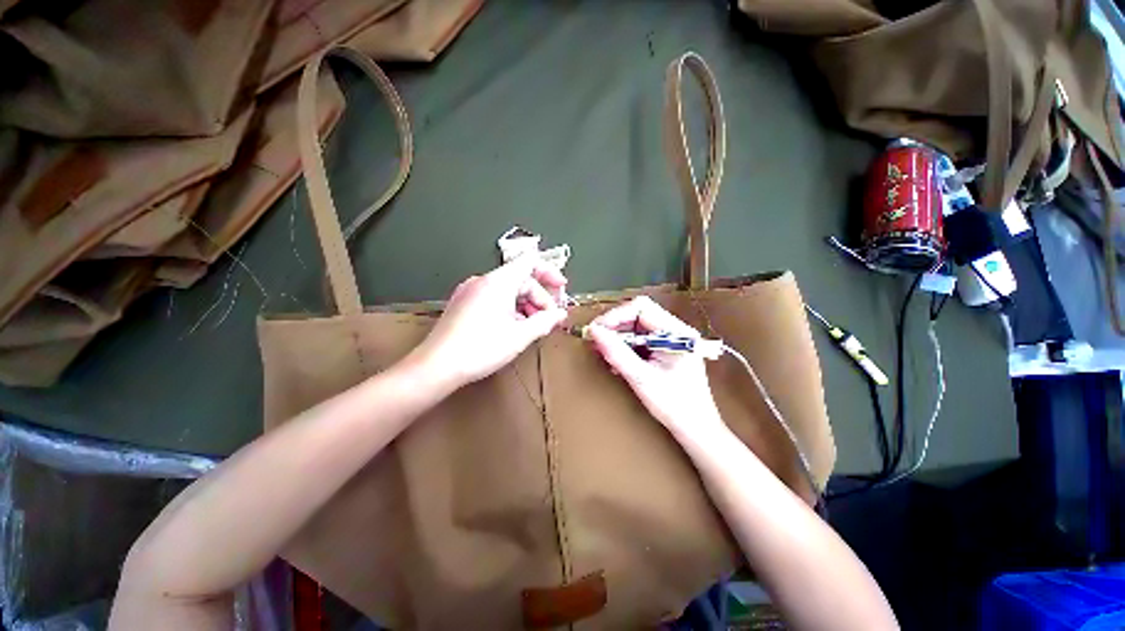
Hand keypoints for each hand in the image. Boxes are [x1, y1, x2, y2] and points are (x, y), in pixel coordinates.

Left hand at [409, 256, 567, 390]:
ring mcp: (470, 291)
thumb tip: (560, 314)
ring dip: (525, 305)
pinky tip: (513, 328)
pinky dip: (510, 308)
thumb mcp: (520, 336)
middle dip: (539, 297)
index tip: (561, 288)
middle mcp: (482, 280)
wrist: (436, 366)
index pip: (529, 261)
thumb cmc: (481, 348)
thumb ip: (545, 321)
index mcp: (498, 281)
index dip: (549, 272)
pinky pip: (494, 297)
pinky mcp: (463, 303)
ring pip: (507, 290)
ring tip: (532, 327)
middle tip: (549, 319)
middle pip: (520, 279)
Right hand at [587, 296, 725, 440]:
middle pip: (638, 314)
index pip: (641, 308)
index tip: (596, 330)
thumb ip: (616, 352)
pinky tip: (615, 358)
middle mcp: (675, 329)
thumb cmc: (674, 405)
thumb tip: (593, 331)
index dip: (615, 315)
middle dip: (614, 326)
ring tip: (602, 351)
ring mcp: (671, 338)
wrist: (696, 427)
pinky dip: (625, 345)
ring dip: (618, 336)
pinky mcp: (666, 348)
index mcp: (677, 332)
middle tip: (595, 341)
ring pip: (637, 325)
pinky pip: (641, 338)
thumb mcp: (641, 378)